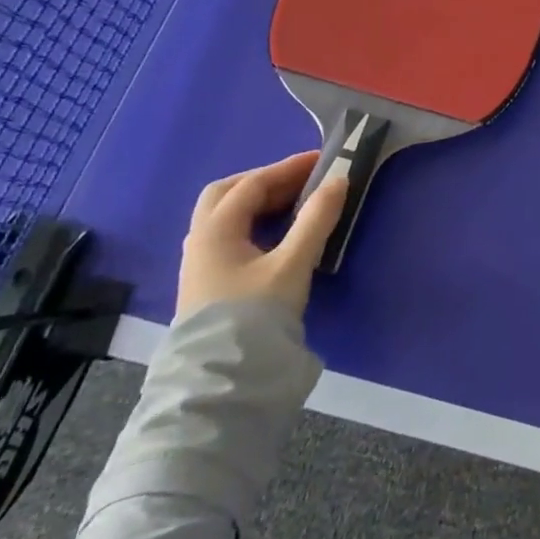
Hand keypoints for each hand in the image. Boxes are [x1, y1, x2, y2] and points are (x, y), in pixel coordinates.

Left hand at [176, 151, 346, 320]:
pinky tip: (277, 234)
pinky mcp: (209, 283)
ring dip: (258, 202)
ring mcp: (200, 264)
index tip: (322, 160)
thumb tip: (338, 181)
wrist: (223, 378)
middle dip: (264, 180)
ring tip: (295, 203)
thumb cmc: (255, 313)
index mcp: (215, 231)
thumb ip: (316, 219)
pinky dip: (254, 222)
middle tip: (301, 180)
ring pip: (225, 216)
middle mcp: (201, 241)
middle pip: (227, 194)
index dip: (288, 168)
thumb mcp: (293, 263)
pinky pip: (230, 236)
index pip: (252, 185)